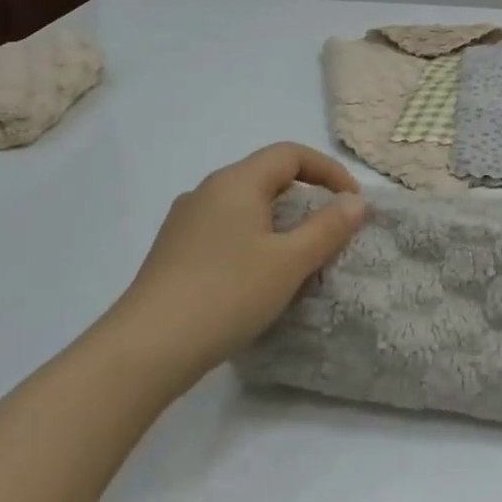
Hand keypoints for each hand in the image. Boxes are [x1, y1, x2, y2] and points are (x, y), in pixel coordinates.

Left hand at [117, 142, 367, 372]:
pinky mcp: (174, 251)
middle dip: (306, 195)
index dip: (328, 170)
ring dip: (279, 219)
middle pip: (266, 175)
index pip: (290, 154)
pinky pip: (225, 229)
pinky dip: (254, 238)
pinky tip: (258, 275)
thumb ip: (327, 227)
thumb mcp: (290, 261)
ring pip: (245, 204)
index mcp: (236, 182)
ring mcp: (185, 221)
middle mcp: (207, 191)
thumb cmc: (227, 293)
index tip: (352, 202)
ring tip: (299, 254)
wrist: (147, 348)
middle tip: (331, 228)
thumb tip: (354, 201)